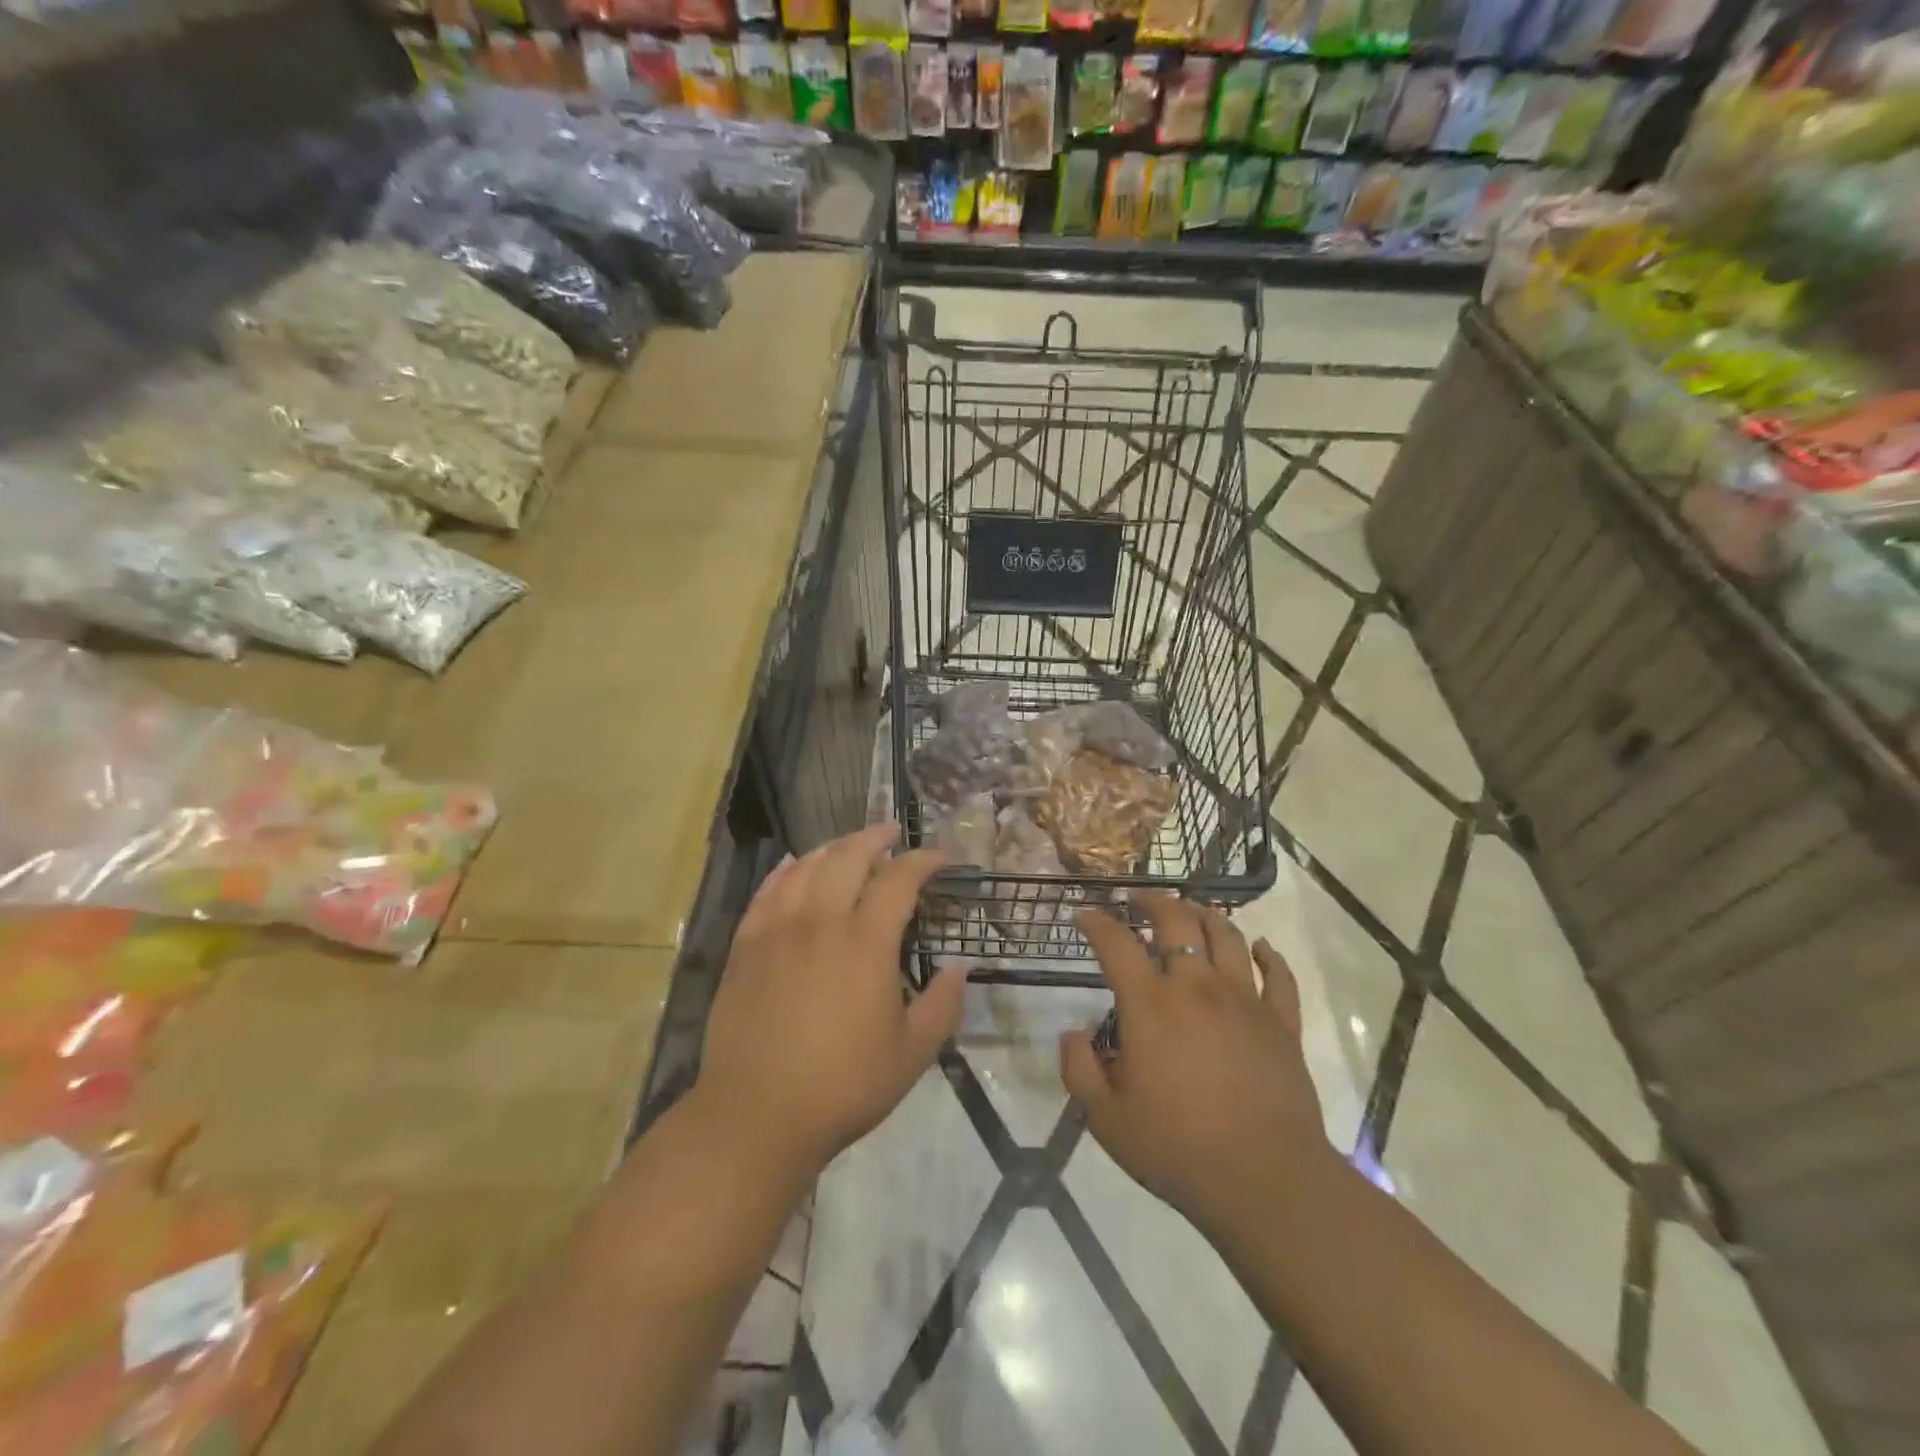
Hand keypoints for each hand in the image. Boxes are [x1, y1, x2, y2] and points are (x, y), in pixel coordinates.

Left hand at [696, 823, 964, 1183]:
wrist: (756, 1115)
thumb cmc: (843, 1085)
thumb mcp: (912, 1053)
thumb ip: (943, 1004)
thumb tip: (959, 966)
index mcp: (866, 942)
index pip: (899, 879)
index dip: (922, 860)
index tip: (939, 856)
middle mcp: (821, 921)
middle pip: (849, 857)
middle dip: (875, 837)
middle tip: (891, 832)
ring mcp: (777, 930)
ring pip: (806, 867)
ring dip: (833, 848)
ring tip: (849, 846)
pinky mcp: (746, 946)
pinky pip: (767, 891)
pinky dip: (785, 870)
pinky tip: (794, 865)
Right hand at [1060, 894, 1331, 1237]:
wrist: (1265, 1181)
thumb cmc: (1177, 1149)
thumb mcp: (1105, 1118)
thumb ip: (1079, 1069)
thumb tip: (1072, 1033)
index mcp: (1150, 1004)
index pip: (1116, 943)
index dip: (1097, 922)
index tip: (1085, 914)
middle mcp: (1197, 987)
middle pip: (1177, 920)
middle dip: (1153, 901)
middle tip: (1139, 901)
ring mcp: (1245, 1000)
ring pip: (1227, 935)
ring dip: (1205, 915)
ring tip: (1191, 912)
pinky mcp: (1282, 1023)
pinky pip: (1278, 975)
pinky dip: (1268, 954)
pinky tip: (1259, 947)